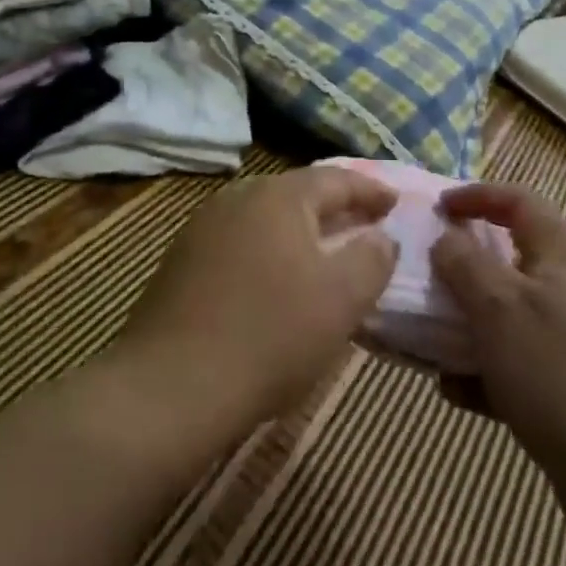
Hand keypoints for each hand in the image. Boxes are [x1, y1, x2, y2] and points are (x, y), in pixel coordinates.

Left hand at [116, 168, 399, 435]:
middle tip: (363, 226)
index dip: (370, 191)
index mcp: (279, 196)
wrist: (171, 386)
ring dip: (299, 232)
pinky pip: (241, 243)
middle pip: (297, 194)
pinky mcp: (182, 260)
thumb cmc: (270, 335)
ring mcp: (204, 227)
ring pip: (266, 219)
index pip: (336, 179)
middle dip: (334, 209)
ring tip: (323, 254)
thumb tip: (381, 237)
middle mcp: (239, 197)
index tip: (394, 203)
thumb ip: (372, 259)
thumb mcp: (342, 299)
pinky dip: (268, 252)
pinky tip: (275, 282)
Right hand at [430, 184, 565, 541]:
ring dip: (468, 327)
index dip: (479, 195)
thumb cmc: (560, 375)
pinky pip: (518, 368)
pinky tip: (457, 393)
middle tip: (428, 282)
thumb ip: (465, 265)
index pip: (521, 203)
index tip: (439, 208)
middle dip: (465, 270)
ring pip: (510, 320)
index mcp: (562, 260)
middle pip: (512, 262)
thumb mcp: (499, 309)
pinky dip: (486, 373)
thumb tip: (445, 237)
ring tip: (430, 344)